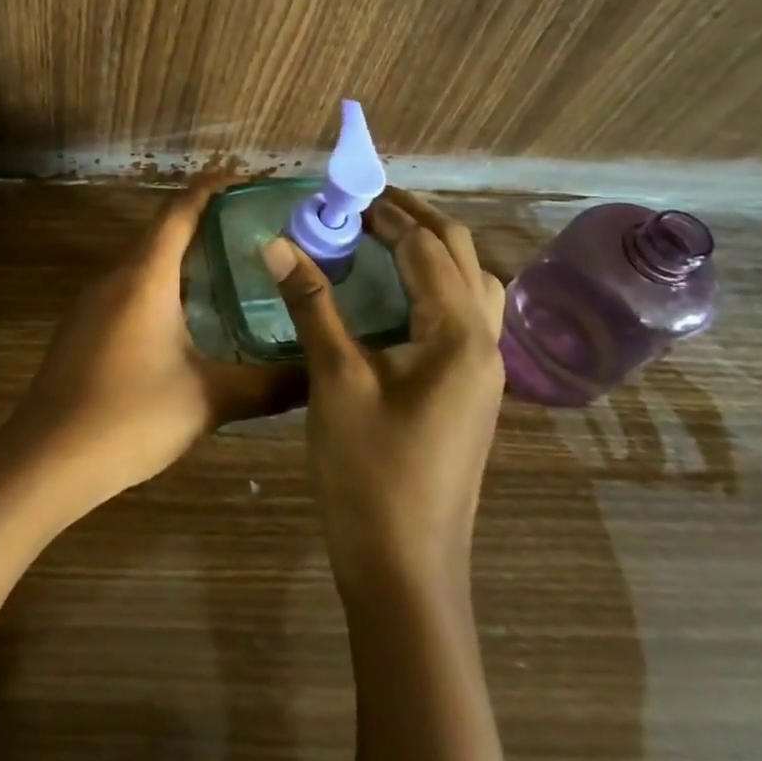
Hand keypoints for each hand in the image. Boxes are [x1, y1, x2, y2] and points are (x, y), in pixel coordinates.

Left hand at [4, 182, 307, 512]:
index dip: (212, 187)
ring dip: (180, 253)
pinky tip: (183, 314)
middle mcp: (115, 274)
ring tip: (226, 265)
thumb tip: (316, 377)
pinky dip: (160, 281)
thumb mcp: (207, 400)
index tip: (244, 177)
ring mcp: (92, 300)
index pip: (180, 210)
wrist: (47, 457)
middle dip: (203, 219)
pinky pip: (127, 284)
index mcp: (146, 275)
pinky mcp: (82, 325)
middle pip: (161, 229)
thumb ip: (266, 386)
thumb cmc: (130, 415)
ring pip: (143, 259)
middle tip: (251, 226)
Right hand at [264, 187, 506, 594]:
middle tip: (363, 202)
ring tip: (381, 235)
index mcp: (460, 335)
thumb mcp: (334, 379)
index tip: (344, 190)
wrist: (405, 569)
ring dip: (430, 250)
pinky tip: (394, 293)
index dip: (386, 212)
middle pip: (459, 257)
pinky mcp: (469, 391)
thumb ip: (311, 303)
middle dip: (415, 219)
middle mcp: (484, 344)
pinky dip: (433, 285)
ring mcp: (482, 371)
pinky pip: (461, 315)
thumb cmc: (369, 472)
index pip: (426, 248)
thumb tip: (277, 242)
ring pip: (469, 285)